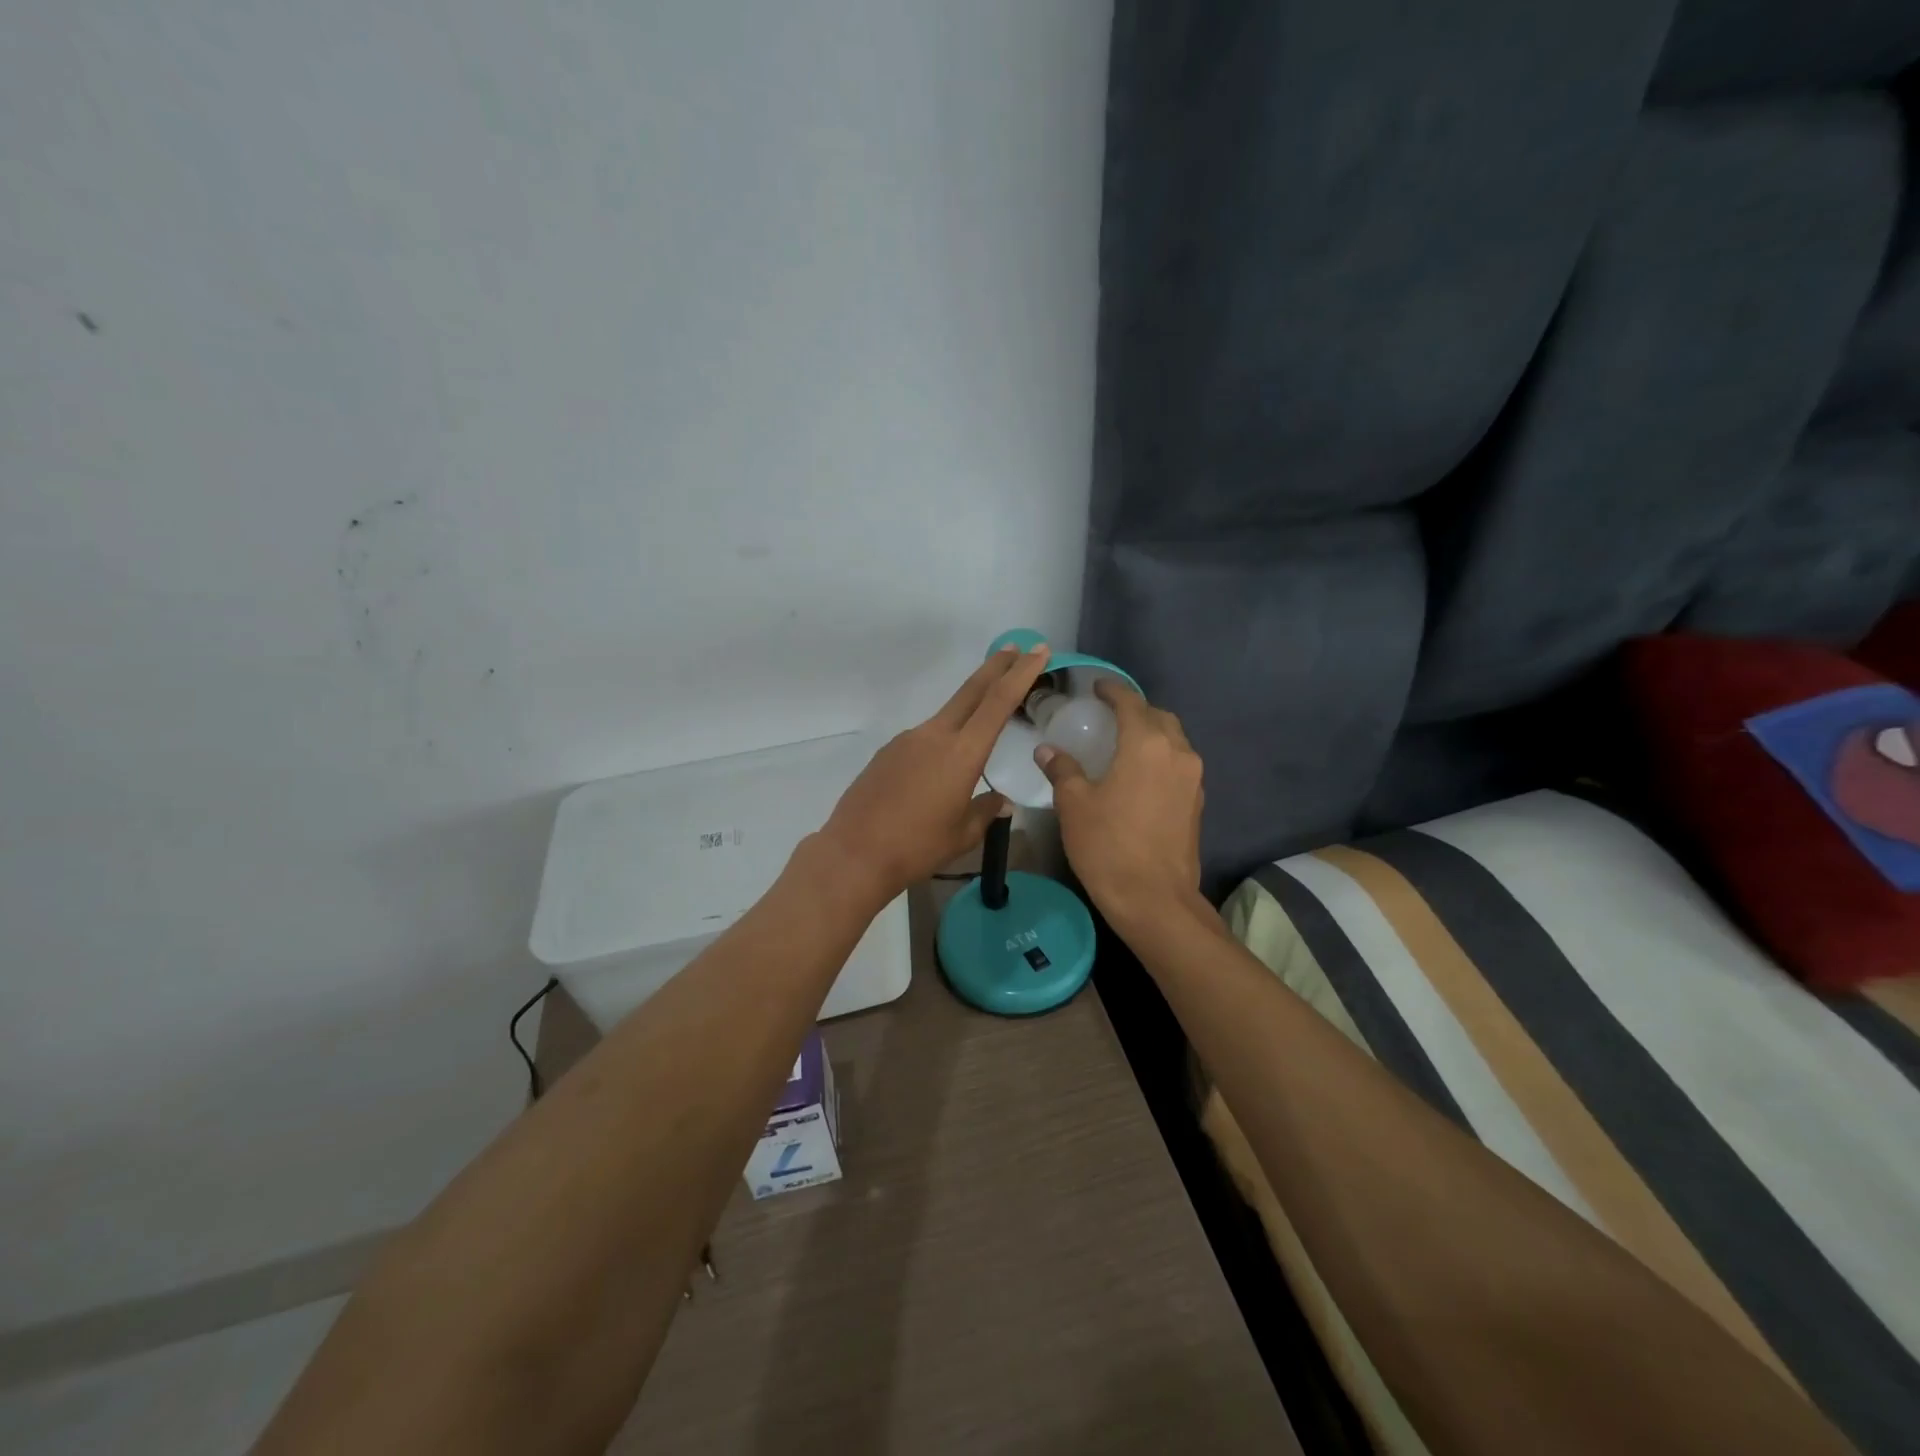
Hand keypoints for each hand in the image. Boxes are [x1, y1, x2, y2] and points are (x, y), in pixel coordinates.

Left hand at [818, 643, 1053, 902]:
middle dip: (997, 667)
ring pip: (946, 717)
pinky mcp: (887, 753)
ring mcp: (907, 740)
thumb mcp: (962, 834)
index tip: (1038, 652)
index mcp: (962, 753)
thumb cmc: (917, 847)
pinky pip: (923, 740)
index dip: (1021, 674)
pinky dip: (941, 743)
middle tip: (1018, 648)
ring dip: (968, 711)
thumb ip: (985, 811)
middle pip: (971, 691)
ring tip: (981, 731)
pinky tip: (936, 774)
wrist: (855, 853)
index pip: (998, 702)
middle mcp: (934, 736)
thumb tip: (1001, 800)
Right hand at [1035, 680, 1204, 925]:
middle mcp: (1177, 753)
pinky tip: (1140, 775)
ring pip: (1174, 740)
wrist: (1155, 900)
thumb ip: (1062, 770)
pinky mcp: (1197, 802)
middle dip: (1136, 710)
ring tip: (1124, 744)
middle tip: (1109, 716)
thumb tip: (1047, 750)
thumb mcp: (1075, 805)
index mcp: (1146, 745)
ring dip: (1152, 734)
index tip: (1097, 686)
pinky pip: (1179, 764)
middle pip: (1159, 716)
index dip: (1112, 690)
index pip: (1130, 702)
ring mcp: (1192, 779)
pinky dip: (1161, 758)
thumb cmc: (1108, 846)